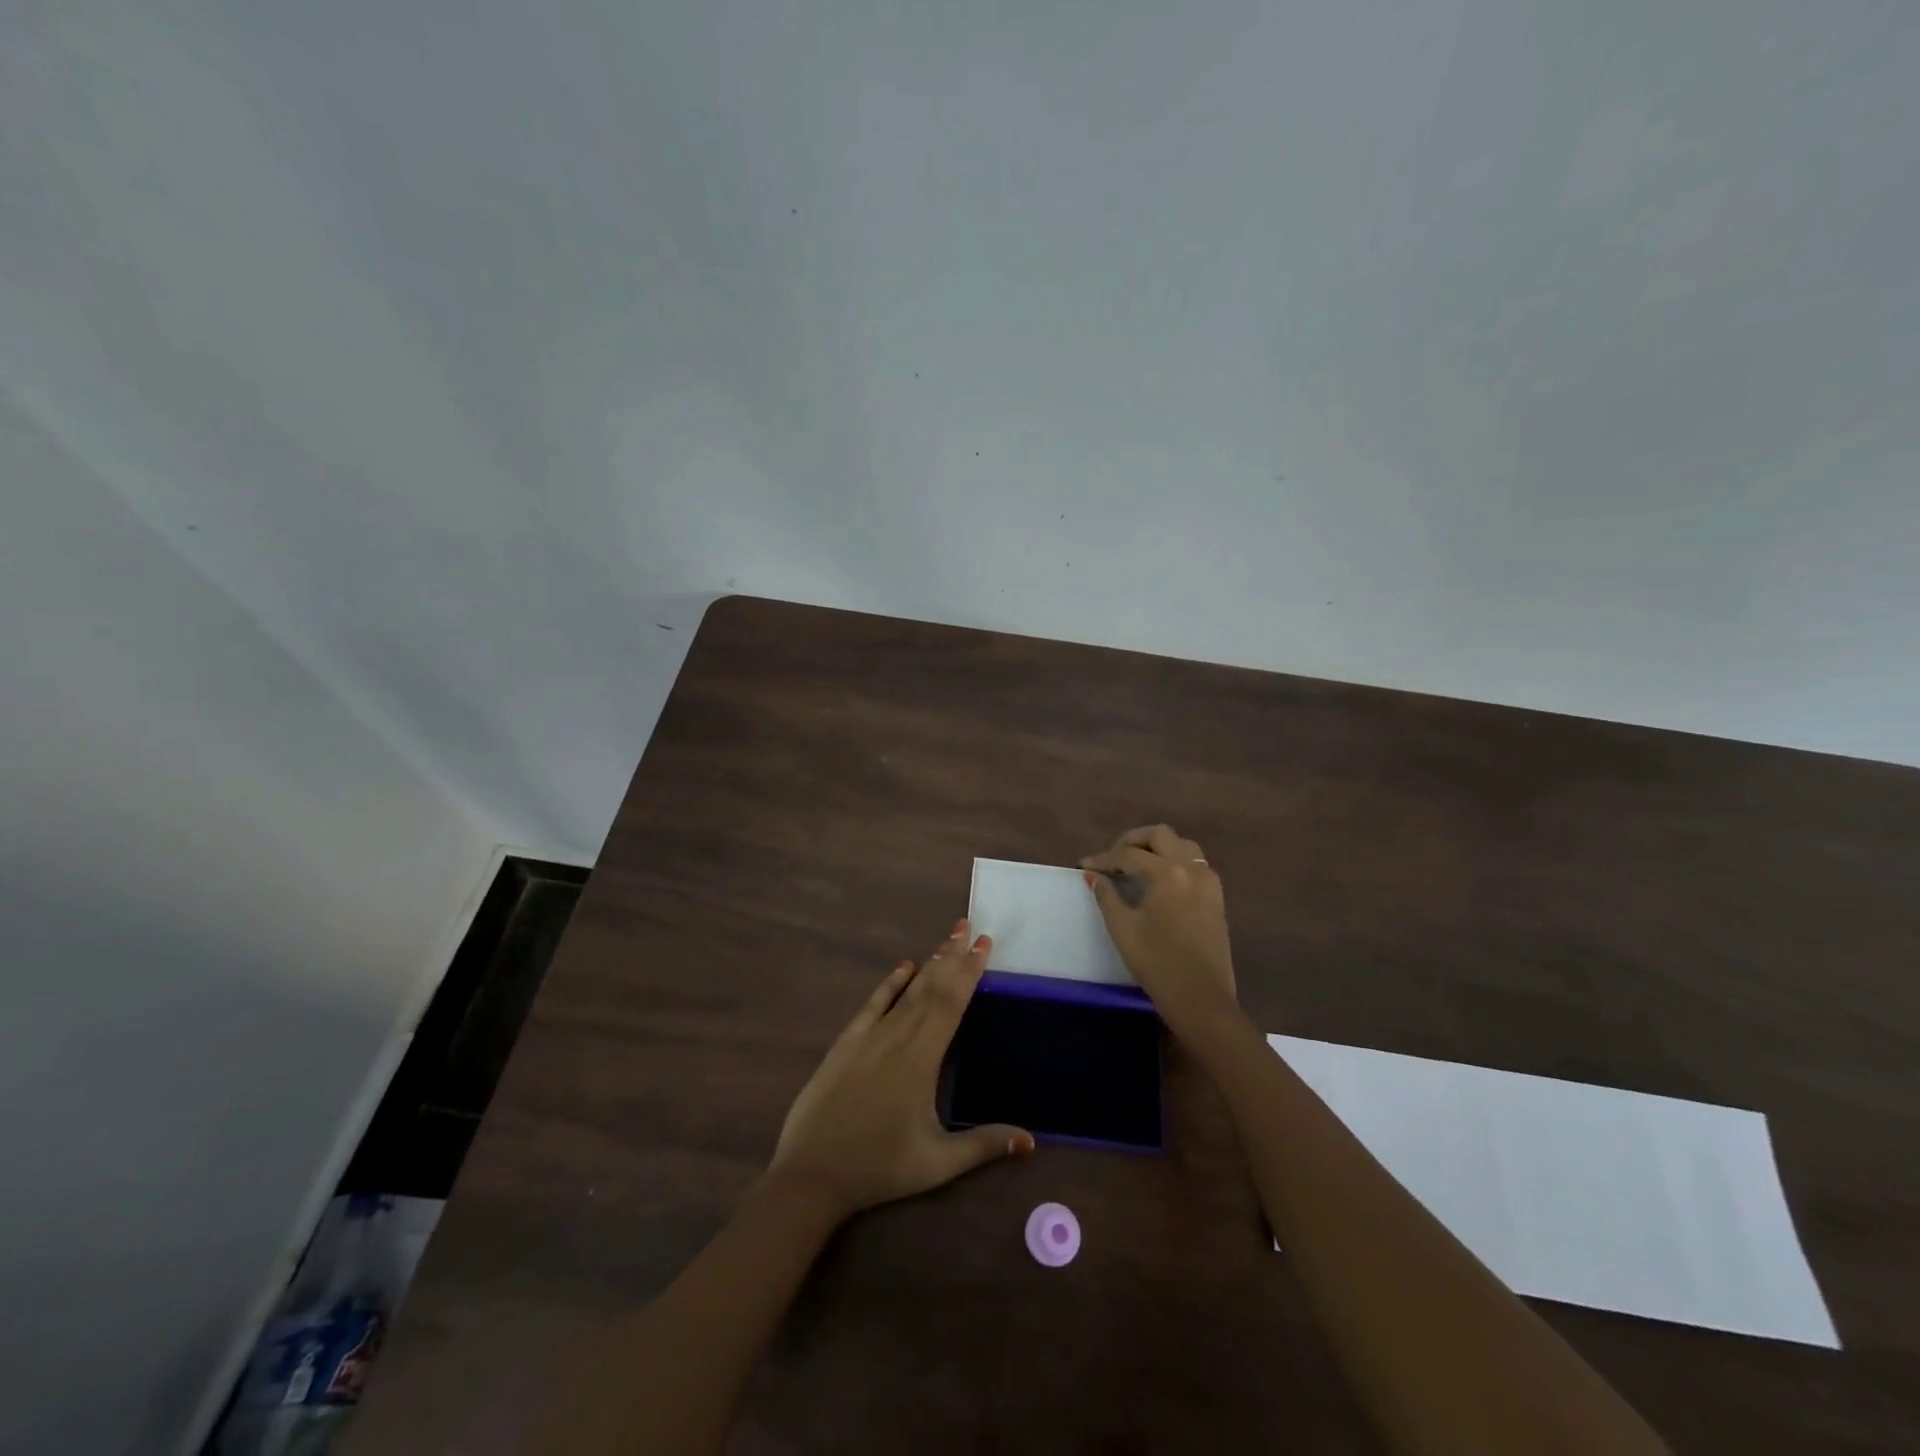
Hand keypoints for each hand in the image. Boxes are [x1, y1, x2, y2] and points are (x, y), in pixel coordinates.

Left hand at [768, 920, 1033, 1217]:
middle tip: (970, 927)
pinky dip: (890, 983)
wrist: (812, 1173)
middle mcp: (898, 1037)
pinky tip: (903, 967)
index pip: (952, 1003)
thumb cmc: (880, 1167)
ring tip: (947, 940)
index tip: (984, 945)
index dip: (970, 972)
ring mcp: (869, 1037)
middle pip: (932, 988)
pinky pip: (872, 1004)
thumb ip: (983, 1145)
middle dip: (953, 957)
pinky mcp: (846, 1043)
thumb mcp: (937, 1163)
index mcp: (923, 1058)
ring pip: (906, 991)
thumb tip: (1030, 1140)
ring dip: (929, 965)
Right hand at [1082, 825, 1237, 1030]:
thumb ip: (1106, 896)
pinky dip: (1175, 860)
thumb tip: (1092, 875)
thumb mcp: (1123, 928)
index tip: (1084, 865)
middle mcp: (1191, 868)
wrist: (1202, 999)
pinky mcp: (1216, 897)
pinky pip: (1195, 863)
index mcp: (1167, 873)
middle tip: (1112, 857)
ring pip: (1182, 845)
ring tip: (1136, 864)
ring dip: (1157, 847)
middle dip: (1133, 840)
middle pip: (1160, 835)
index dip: (1103, 858)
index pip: (1128, 855)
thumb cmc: (1157, 963)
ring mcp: (1208, 881)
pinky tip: (1159, 880)